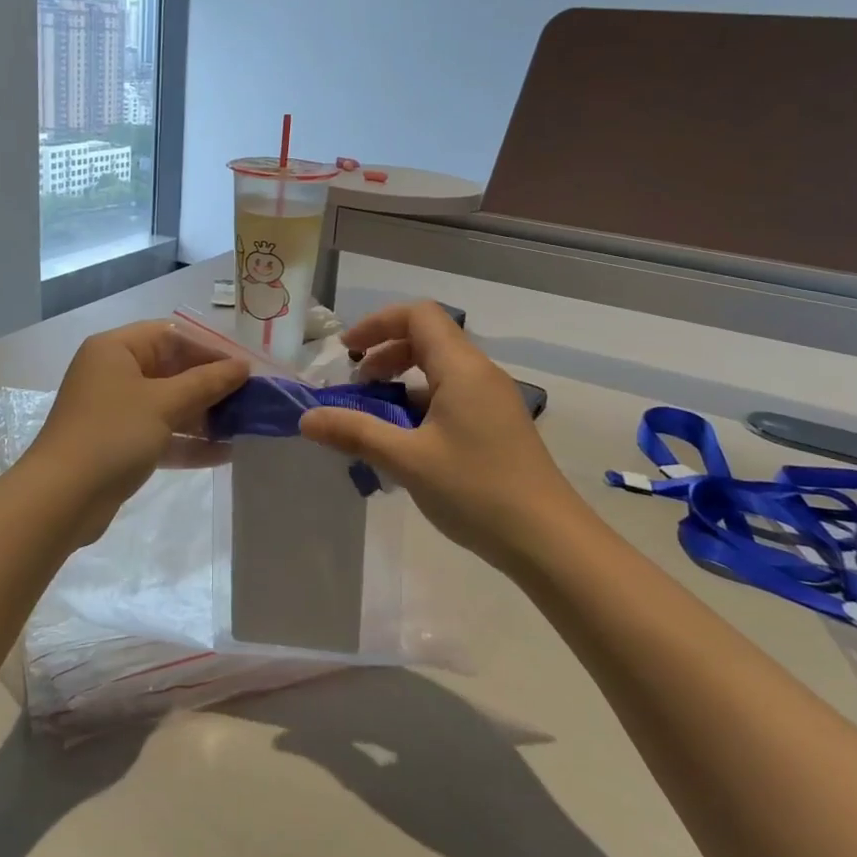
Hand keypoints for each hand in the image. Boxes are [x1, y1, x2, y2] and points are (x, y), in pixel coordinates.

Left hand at [24, 320, 249, 543]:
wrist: (60, 500)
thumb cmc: (112, 435)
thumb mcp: (164, 404)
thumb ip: (206, 383)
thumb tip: (242, 366)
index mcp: (116, 350)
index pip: (172, 336)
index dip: (210, 350)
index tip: (245, 369)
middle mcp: (113, 373)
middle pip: (172, 370)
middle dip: (211, 386)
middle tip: (250, 400)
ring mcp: (115, 410)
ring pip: (168, 404)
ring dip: (204, 416)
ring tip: (244, 427)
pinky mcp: (119, 444)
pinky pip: (160, 433)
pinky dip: (188, 442)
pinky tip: (224, 453)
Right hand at [298, 301, 574, 575]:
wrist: (549, 541)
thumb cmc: (476, 490)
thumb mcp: (407, 460)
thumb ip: (355, 432)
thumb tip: (306, 418)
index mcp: (462, 368)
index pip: (418, 315)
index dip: (377, 324)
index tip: (347, 353)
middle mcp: (480, 373)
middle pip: (427, 338)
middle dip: (385, 353)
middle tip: (357, 387)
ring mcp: (492, 400)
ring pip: (439, 369)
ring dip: (402, 381)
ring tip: (375, 417)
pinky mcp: (497, 425)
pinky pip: (452, 395)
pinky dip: (421, 403)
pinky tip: (406, 442)